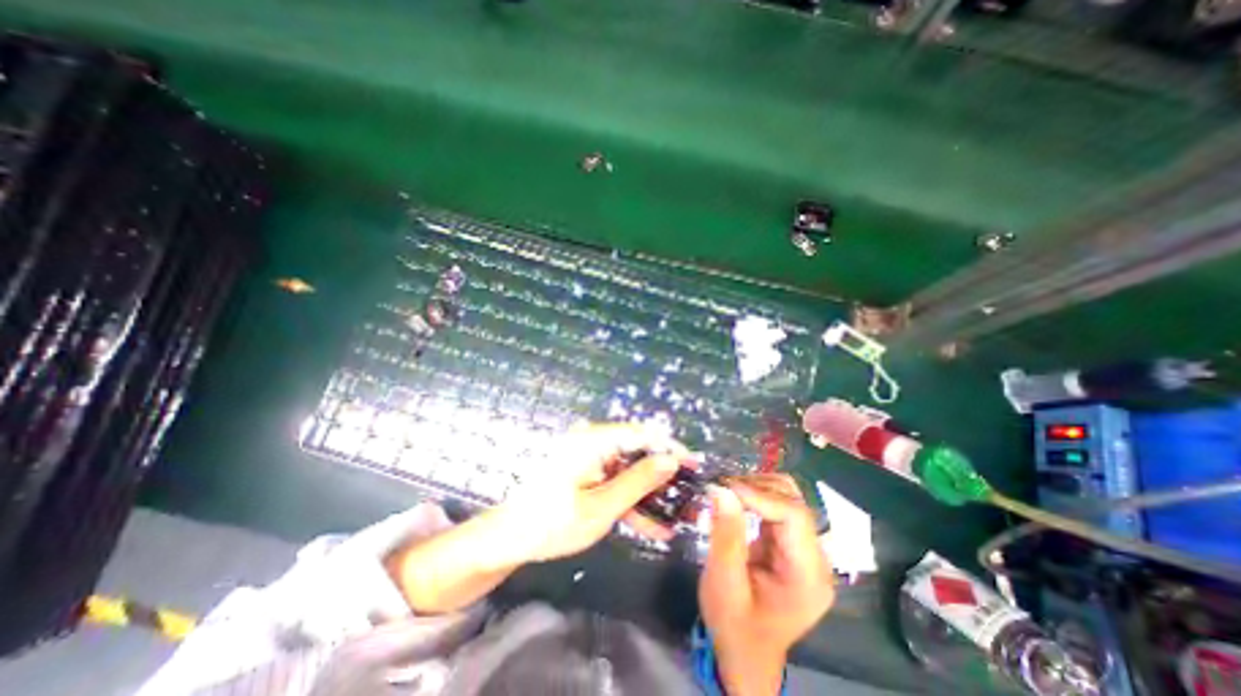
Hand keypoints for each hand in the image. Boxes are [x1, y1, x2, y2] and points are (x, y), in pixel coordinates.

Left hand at [388, 421, 688, 612]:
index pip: (641, 434)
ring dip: (649, 493)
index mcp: (593, 440)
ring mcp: (588, 458)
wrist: (508, 540)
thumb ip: (638, 481)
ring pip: (628, 470)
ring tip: (676, 516)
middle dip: (662, 475)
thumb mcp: (601, 506)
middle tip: (688, 495)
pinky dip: (631, 500)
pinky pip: (614, 481)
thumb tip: (670, 461)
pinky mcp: (585, 473)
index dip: (669, 448)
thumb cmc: (552, 522)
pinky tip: (651, 524)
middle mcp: (592, 442)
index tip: (693, 465)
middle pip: (636, 452)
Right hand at [696, 474, 831, 694]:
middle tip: (721, 487)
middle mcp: (815, 559)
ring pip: (787, 498)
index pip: (794, 516)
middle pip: (795, 502)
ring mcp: (805, 551)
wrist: (745, 656)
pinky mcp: (791, 545)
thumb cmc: (734, 628)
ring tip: (726, 491)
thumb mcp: (724, 585)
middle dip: (757, 487)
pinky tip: (735, 499)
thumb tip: (721, 489)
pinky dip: (755, 496)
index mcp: (808, 576)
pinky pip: (777, 507)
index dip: (760, 495)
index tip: (724, 488)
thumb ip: (726, 535)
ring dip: (756, 487)